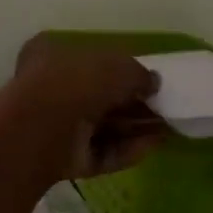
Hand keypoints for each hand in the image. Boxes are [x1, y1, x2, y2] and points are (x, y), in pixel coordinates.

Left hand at [11, 35, 168, 178]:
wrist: (44, 127)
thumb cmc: (78, 81)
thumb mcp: (118, 66)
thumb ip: (139, 74)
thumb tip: (154, 83)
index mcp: (53, 54)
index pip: (90, 60)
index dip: (121, 70)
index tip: (147, 81)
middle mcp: (52, 88)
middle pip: (99, 97)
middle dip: (132, 103)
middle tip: (163, 108)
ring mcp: (57, 126)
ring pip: (102, 126)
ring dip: (135, 127)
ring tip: (168, 127)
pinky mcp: (65, 158)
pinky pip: (101, 151)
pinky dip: (127, 149)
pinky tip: (154, 145)